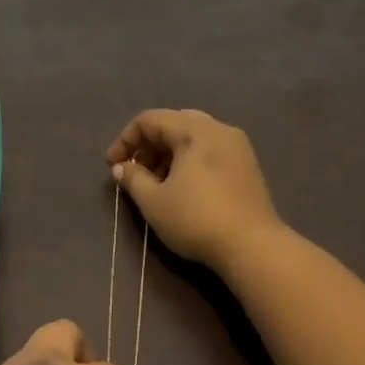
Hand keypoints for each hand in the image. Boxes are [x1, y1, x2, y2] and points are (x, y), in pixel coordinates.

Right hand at [106, 109, 281, 270]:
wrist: (252, 245)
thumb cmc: (196, 219)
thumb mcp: (153, 201)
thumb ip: (133, 179)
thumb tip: (121, 167)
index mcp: (194, 130)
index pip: (149, 119)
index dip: (125, 140)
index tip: (112, 166)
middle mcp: (218, 129)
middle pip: (174, 123)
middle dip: (148, 145)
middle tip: (134, 171)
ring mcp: (237, 146)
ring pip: (194, 137)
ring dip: (168, 153)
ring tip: (155, 182)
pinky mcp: (247, 166)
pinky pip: (210, 151)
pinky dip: (189, 160)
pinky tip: (182, 187)